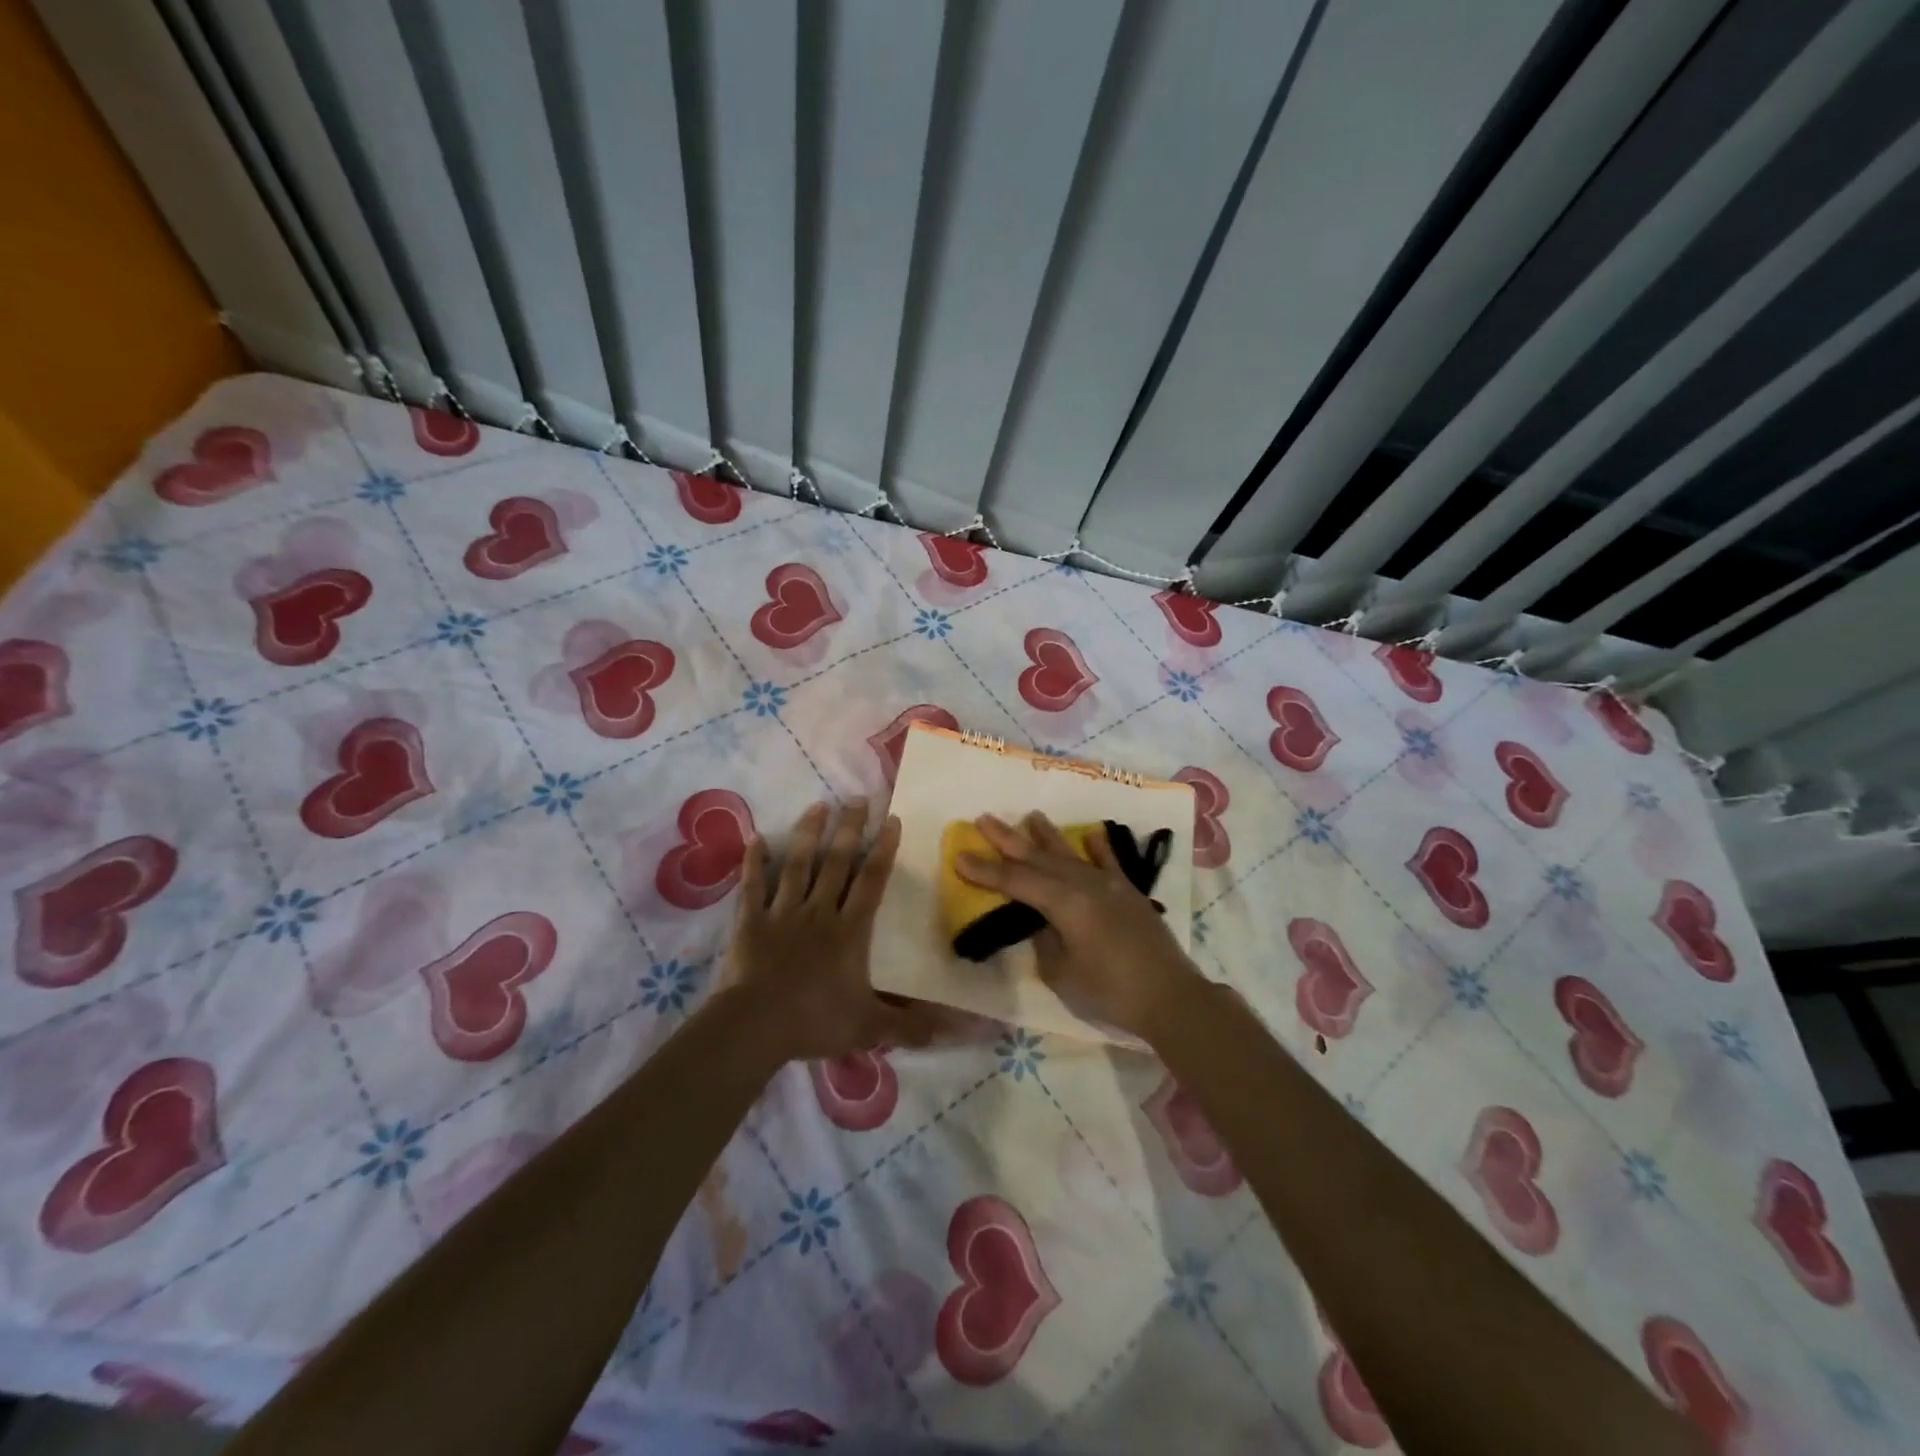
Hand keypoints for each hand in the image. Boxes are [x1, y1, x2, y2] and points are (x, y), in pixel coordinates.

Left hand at [718, 800, 933, 1061]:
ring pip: (798, 865)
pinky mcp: (751, 921)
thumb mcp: (870, 1026)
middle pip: (837, 862)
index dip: (883, 849)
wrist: (756, 1027)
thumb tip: (954, 1030)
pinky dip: (754, 862)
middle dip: (848, 828)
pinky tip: (755, 837)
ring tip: (818, 806)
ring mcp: (783, 912)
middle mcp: (819, 911)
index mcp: (850, 930)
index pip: (871, 881)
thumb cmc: (816, 1021)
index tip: (891, 819)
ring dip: (808, 834)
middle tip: (856, 798)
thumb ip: (910, 1025)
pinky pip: (753, 886)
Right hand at [956, 812, 1204, 1039]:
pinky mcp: (1131, 893)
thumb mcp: (1063, 973)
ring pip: (1071, 854)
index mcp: (1065, 903)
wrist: (1171, 997)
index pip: (1016, 881)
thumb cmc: (1111, 991)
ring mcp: (1111, 885)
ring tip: (1030, 816)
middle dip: (1008, 839)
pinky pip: (1110, 863)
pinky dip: (1099, 847)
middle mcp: (1085, 884)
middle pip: (1039, 858)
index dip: (986, 870)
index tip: (959, 856)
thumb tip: (1042, 922)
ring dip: (1047, 835)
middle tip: (983, 819)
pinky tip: (1091, 834)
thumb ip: (1045, 941)